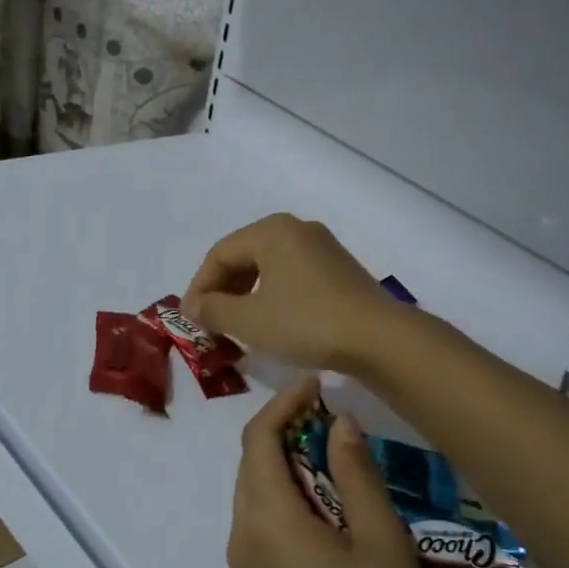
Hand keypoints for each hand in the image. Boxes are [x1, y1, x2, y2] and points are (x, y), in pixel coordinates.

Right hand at [184, 214, 400, 371]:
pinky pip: (293, 276)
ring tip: (238, 325)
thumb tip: (194, 307)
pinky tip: (273, 322)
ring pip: (269, 266)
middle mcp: (297, 230)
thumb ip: (213, 310)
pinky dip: (273, 295)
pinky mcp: (340, 270)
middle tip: (211, 323)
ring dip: (247, 294)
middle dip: (223, 290)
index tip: (191, 320)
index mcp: (271, 231)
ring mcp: (323, 248)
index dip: (199, 287)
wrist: (377, 337)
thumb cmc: (305, 322)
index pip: (219, 254)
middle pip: (245, 256)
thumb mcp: (249, 320)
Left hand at [228, 377, 433, 567]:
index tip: (319, 384)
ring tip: (334, 448)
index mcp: (267, 517)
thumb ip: (356, 471)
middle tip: (332, 413)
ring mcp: (247, 566)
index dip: (285, 402)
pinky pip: (262, 521)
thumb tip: (338, 423)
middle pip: (252, 462)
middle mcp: (243, 535)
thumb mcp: (380, 537)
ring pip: (255, 491)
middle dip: (284, 428)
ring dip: (286, 461)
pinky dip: (286, 494)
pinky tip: (326, 498)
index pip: (259, 438)